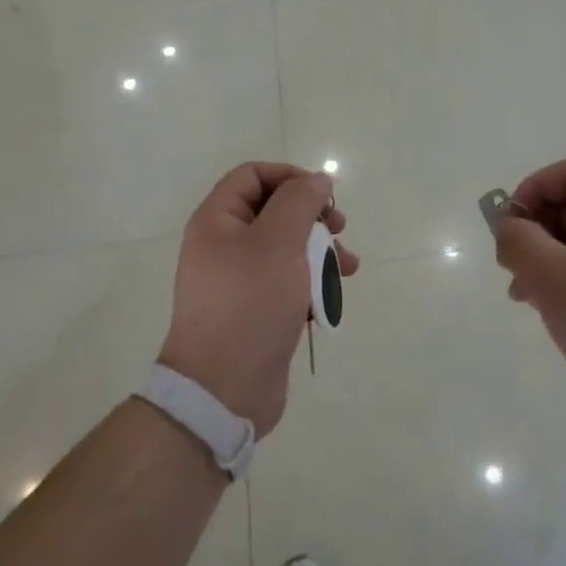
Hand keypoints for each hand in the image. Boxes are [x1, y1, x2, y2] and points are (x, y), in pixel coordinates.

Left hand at [161, 162, 357, 436]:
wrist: (223, 390)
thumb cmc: (249, 304)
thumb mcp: (278, 242)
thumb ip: (300, 202)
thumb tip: (318, 180)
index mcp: (217, 221)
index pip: (253, 175)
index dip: (290, 177)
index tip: (324, 195)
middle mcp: (224, 245)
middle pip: (274, 210)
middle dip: (313, 217)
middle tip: (340, 229)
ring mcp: (239, 280)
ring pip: (286, 248)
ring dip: (320, 251)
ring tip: (348, 267)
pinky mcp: (256, 310)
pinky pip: (287, 282)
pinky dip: (312, 283)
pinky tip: (332, 297)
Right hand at [494, 158, 565, 444]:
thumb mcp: (554, 277)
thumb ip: (519, 240)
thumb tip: (507, 227)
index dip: (532, 190)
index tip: (510, 229)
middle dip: (534, 228)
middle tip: (510, 264)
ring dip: (543, 258)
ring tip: (521, 293)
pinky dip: (563, 282)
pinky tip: (547, 312)